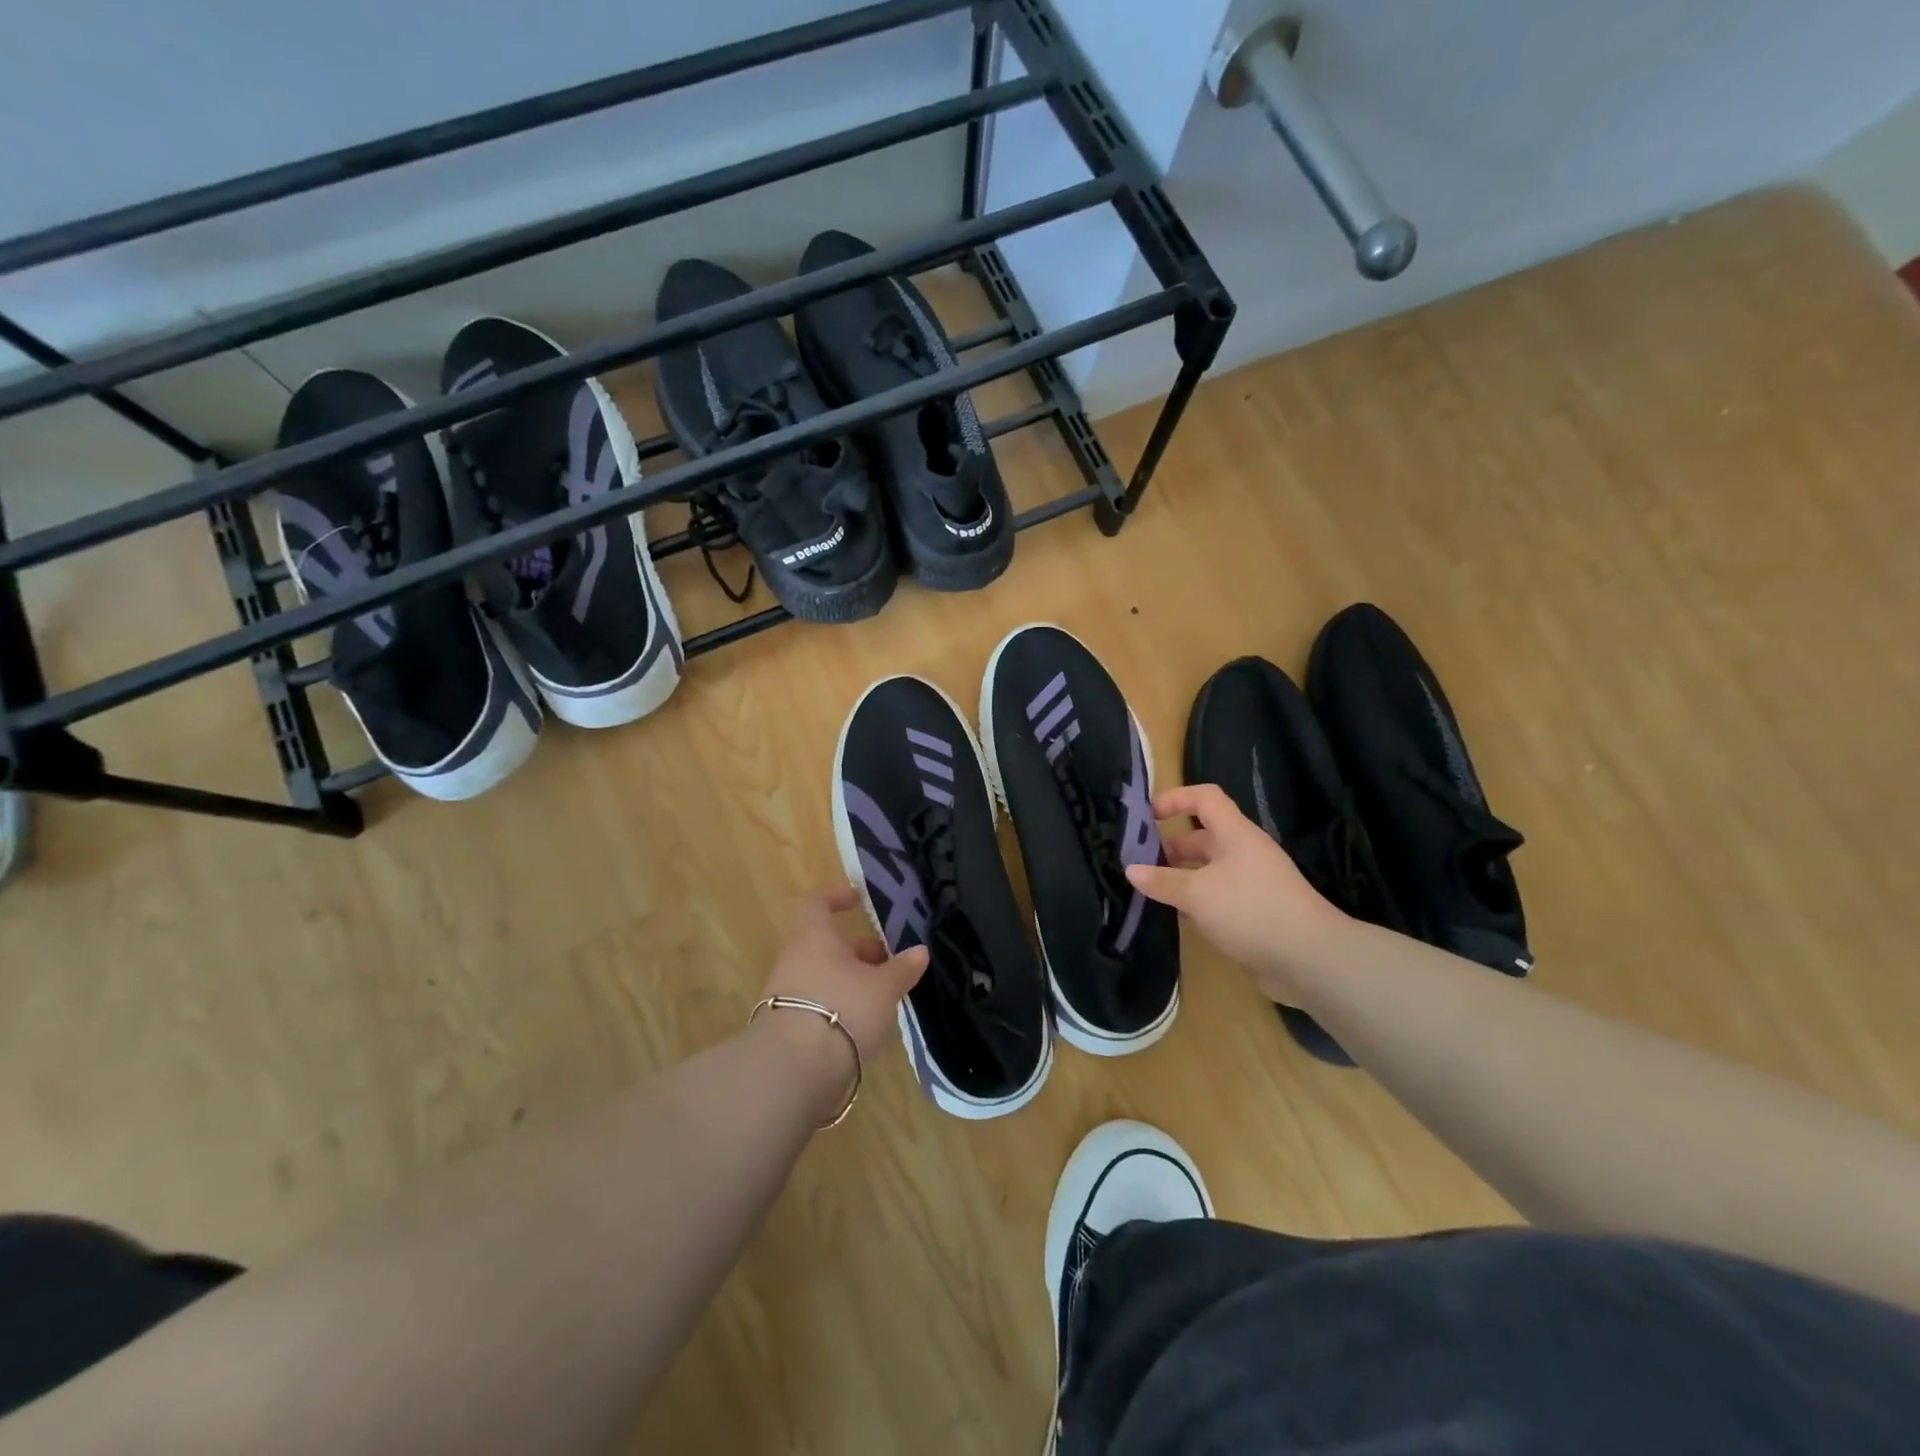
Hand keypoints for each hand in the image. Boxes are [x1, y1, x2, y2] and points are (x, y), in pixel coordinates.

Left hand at [760, 887, 927, 1065]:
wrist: (794, 1069)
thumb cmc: (843, 1008)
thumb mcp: (883, 987)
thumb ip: (902, 968)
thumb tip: (920, 951)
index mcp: (813, 936)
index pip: (815, 903)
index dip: (835, 897)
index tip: (858, 900)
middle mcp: (794, 958)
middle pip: (824, 943)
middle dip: (856, 949)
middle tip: (887, 958)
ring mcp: (785, 993)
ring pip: (822, 974)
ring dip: (850, 978)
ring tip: (882, 994)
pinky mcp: (786, 1026)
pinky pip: (816, 1002)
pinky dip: (839, 1004)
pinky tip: (863, 1022)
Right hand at [1126, 785, 1350, 1002]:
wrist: (1311, 959)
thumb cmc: (1251, 910)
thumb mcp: (1197, 893)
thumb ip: (1162, 881)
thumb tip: (1131, 870)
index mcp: (1235, 834)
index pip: (1205, 798)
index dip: (1175, 798)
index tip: (1146, 816)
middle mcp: (1244, 852)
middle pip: (1203, 836)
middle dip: (1171, 846)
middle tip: (1139, 862)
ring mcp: (1252, 882)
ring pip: (1209, 869)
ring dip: (1181, 876)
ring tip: (1151, 891)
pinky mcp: (1255, 911)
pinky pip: (1218, 895)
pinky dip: (1196, 901)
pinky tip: (1177, 916)